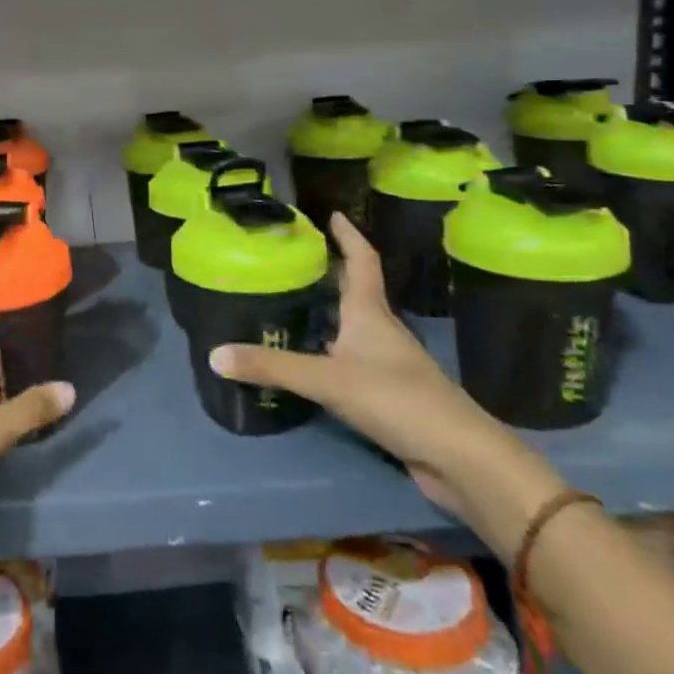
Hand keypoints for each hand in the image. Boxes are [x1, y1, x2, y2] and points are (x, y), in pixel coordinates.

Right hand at [209, 214, 556, 537]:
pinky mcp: (386, 396)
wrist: (459, 459)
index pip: (361, 262)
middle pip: (353, 292)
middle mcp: (380, 332)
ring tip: (287, 305)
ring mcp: (386, 365)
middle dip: (327, 273)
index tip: (331, 214)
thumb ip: (272, 366)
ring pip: (350, 329)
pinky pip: (348, 362)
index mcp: (370, 314)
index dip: (348, 237)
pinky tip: (305, 362)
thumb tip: (214, 354)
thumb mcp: (327, 380)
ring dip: (325, 315)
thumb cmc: (397, 400)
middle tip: (291, 260)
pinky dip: (326, 354)